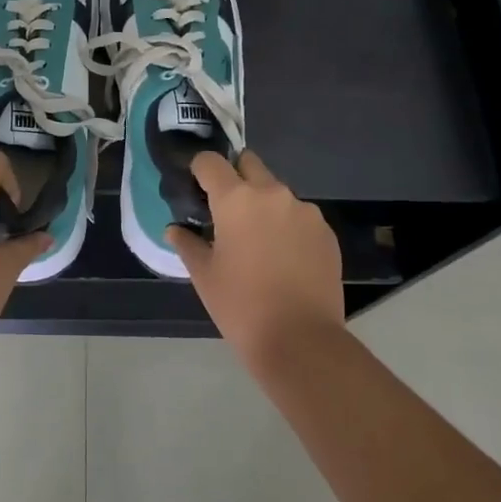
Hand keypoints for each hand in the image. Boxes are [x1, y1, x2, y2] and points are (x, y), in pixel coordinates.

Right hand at [166, 149, 345, 365]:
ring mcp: (304, 211)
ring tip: (258, 241)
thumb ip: (187, 243)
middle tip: (227, 211)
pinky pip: (299, 215)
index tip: (196, 189)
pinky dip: (287, 225)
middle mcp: (272, 194)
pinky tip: (284, 258)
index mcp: (235, 199)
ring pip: (276, 191)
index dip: (199, 171)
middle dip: (235, 177)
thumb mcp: (204, 275)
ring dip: (263, 204)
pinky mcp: (326, 232)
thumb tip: (175, 229)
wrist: (301, 340)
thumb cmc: (241, 305)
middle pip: (249, 164)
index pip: (210, 161)